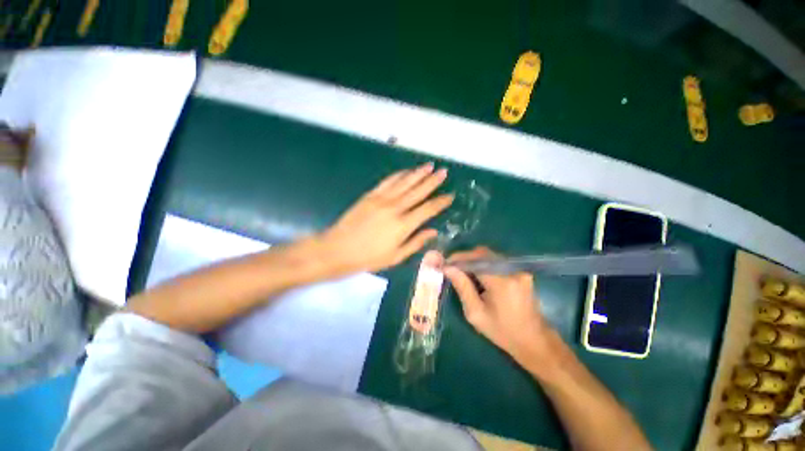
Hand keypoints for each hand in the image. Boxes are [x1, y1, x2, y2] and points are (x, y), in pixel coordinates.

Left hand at [317, 163, 453, 273]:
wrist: (338, 249)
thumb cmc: (368, 258)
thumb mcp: (396, 256)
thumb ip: (416, 242)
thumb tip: (433, 231)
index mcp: (403, 225)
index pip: (428, 209)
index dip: (441, 202)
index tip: (450, 195)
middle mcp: (395, 208)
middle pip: (418, 191)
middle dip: (433, 181)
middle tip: (444, 172)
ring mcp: (382, 199)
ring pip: (405, 182)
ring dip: (418, 173)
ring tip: (430, 166)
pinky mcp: (370, 195)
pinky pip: (388, 181)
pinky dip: (399, 175)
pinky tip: (407, 171)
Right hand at [444, 247, 556, 368]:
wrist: (534, 341)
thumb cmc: (502, 332)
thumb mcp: (476, 314)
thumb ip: (462, 287)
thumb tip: (448, 268)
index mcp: (501, 282)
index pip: (476, 259)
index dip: (459, 258)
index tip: (445, 263)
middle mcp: (512, 270)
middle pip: (483, 253)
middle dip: (465, 258)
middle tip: (452, 267)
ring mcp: (519, 270)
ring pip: (490, 256)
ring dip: (474, 261)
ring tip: (463, 272)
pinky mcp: (521, 272)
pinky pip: (498, 262)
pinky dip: (484, 265)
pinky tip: (478, 276)